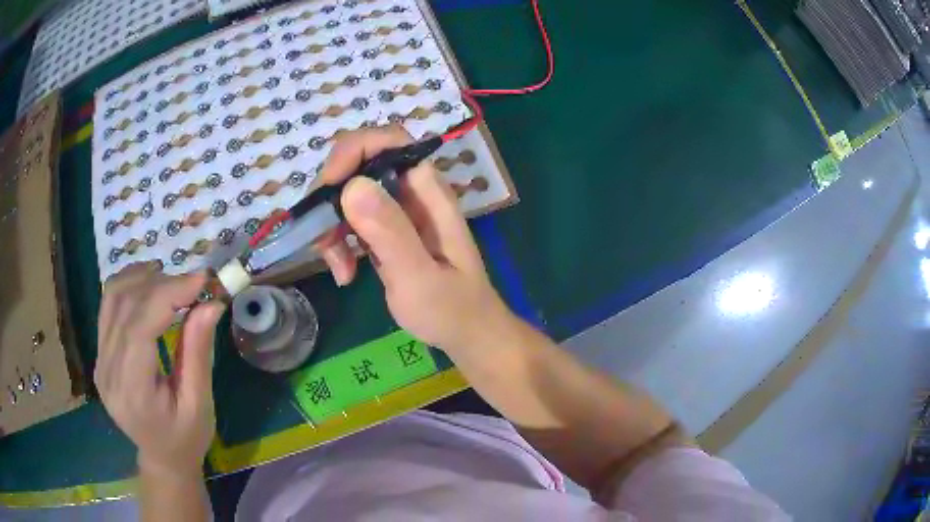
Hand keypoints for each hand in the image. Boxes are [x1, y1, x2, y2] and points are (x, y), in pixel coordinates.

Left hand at [95, 262, 224, 477]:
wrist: (161, 457)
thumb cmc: (186, 439)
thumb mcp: (199, 404)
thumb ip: (198, 353)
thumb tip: (211, 304)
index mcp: (133, 392)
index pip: (140, 327)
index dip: (168, 295)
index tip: (202, 280)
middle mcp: (108, 371)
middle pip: (125, 306)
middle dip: (162, 284)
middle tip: (195, 284)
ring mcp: (100, 360)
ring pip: (113, 297)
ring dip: (143, 279)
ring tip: (173, 282)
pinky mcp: (100, 353)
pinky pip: (109, 305)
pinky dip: (130, 286)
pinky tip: (150, 286)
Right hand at [315, 125, 513, 352]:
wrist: (465, 333)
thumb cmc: (451, 310)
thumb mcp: (419, 277)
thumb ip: (390, 233)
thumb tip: (352, 186)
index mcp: (428, 192)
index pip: (389, 141)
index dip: (353, 150)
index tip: (329, 188)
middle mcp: (411, 192)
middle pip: (358, 166)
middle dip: (332, 198)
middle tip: (324, 239)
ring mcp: (396, 211)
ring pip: (347, 195)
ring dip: (331, 227)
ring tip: (340, 269)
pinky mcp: (384, 231)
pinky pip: (349, 221)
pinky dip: (338, 243)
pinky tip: (345, 274)